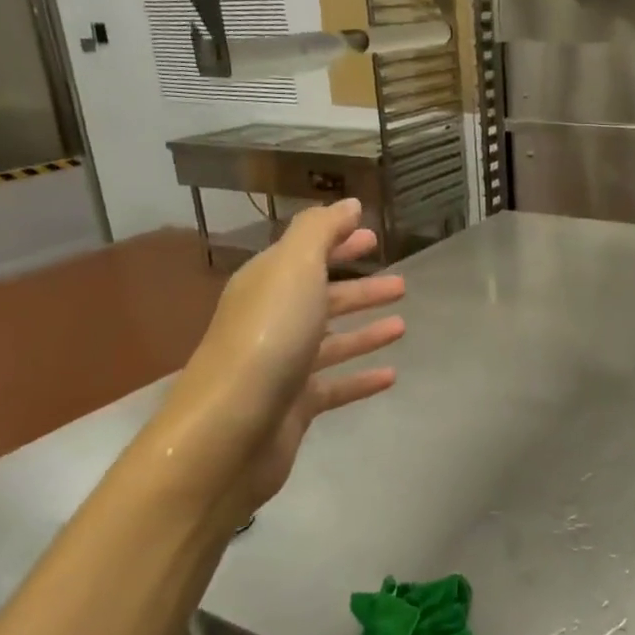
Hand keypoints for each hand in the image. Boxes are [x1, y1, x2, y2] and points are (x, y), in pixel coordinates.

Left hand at [163, 199, 403, 518]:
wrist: (232, 430)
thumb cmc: (267, 339)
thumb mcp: (294, 269)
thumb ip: (320, 232)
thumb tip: (347, 204)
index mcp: (267, 284)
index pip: (307, 254)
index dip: (339, 241)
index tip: (374, 236)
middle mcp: (273, 321)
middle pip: (322, 298)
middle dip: (360, 288)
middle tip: (401, 284)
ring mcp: (283, 366)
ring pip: (332, 341)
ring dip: (365, 331)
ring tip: (402, 325)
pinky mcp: (295, 406)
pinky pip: (336, 386)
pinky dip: (361, 378)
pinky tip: (392, 376)